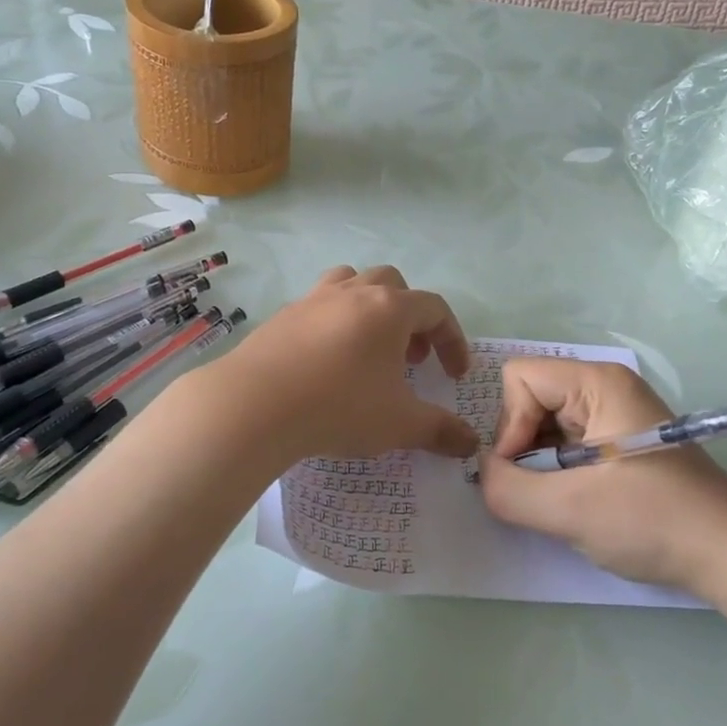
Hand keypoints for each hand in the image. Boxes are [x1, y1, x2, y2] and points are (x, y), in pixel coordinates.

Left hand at [201, 266, 475, 463]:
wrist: (255, 404)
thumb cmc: (339, 406)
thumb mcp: (399, 424)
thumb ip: (440, 430)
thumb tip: (470, 443)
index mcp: (389, 308)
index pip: (435, 309)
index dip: (452, 339)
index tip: (454, 375)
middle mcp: (353, 292)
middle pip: (393, 284)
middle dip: (410, 317)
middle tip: (410, 357)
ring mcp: (314, 299)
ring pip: (351, 282)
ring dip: (369, 307)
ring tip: (368, 347)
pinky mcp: (283, 315)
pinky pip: (318, 305)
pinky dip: (333, 321)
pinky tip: (325, 361)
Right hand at [478, 359, 726, 595]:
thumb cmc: (652, 519)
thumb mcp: (568, 509)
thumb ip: (506, 489)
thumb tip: (483, 472)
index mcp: (596, 382)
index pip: (519, 378)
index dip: (510, 424)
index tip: (526, 471)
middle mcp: (604, 386)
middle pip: (530, 398)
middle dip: (523, 446)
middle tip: (543, 490)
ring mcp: (615, 413)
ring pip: (546, 423)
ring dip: (541, 463)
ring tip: (563, 500)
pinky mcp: (621, 441)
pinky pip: (567, 442)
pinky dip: (560, 472)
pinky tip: (579, 502)